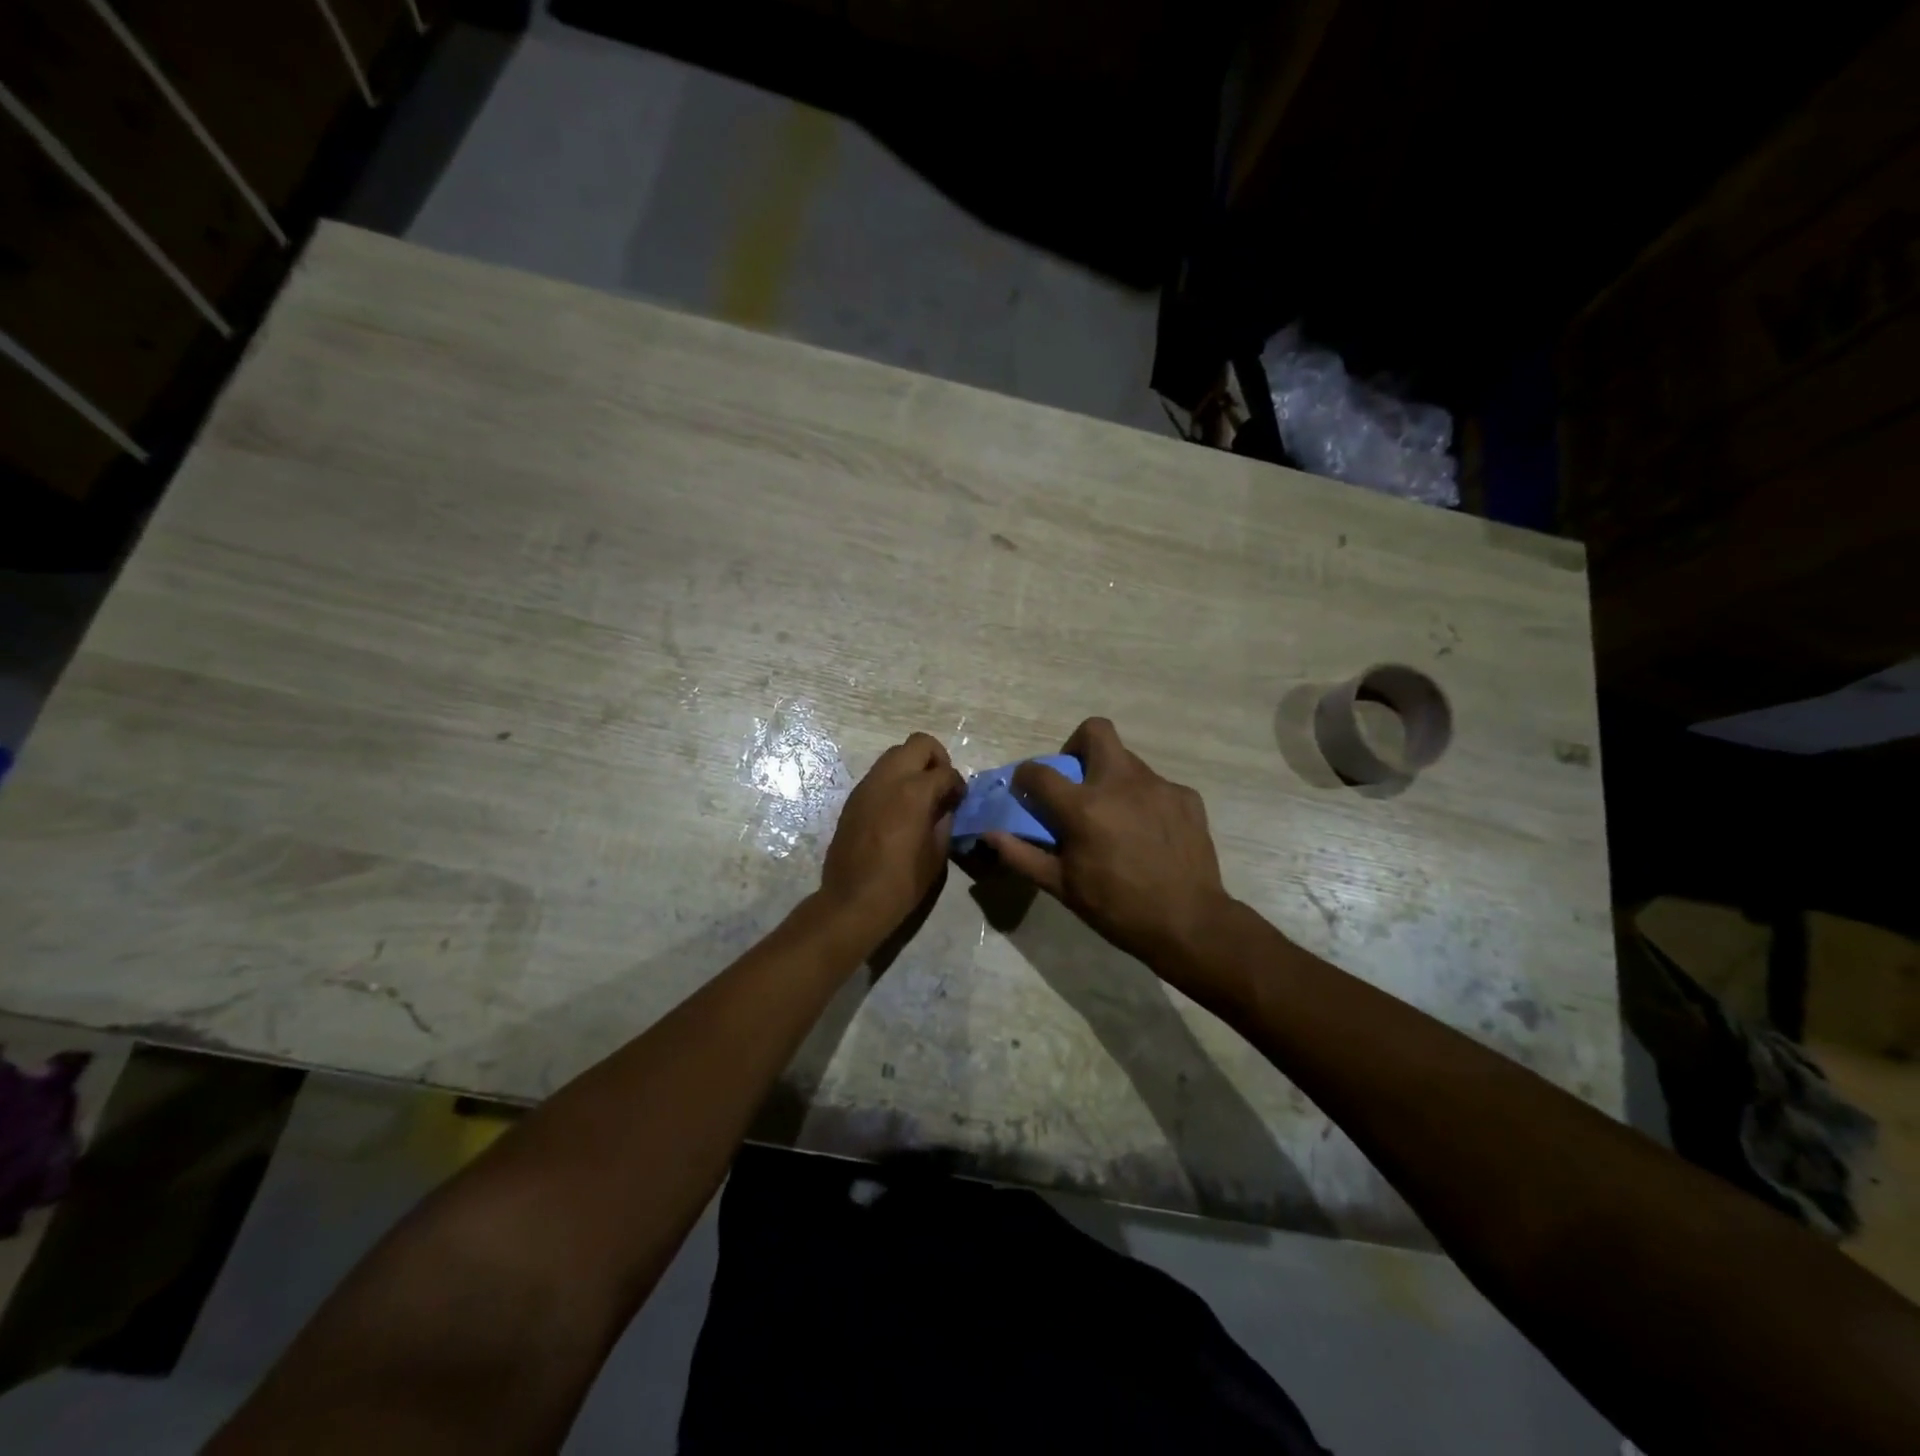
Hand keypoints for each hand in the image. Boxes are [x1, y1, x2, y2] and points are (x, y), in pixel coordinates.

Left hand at [820, 732, 965, 939]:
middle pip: (918, 744)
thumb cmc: (901, 883)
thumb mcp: (936, 854)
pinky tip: (899, 810)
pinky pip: (878, 775)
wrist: (853, 901)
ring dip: (912, 767)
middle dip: (936, 759)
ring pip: (894, 755)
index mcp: (915, 791)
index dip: (958, 785)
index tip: (959, 800)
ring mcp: (867, 786)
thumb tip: (946, 807)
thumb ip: (944, 821)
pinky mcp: (853, 799)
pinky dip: (894, 781)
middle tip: (941, 786)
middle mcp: (889, 779)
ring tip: (920, 797)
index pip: (946, 772)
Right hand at [984, 718, 1232, 969]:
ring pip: (1127, 760)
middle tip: (1077, 780)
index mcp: (1084, 806)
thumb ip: (1022, 855)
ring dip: (1112, 777)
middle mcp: (1120, 783)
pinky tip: (1148, 832)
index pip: (1040, 771)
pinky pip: (1156, 785)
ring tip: (1116, 816)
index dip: (1025, 776)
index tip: (1026, 788)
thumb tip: (990, 835)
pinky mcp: (1186, 796)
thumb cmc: (1117, 908)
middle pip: (1095, 731)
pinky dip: (1144, 799)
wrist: (1189, 923)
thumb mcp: (1062, 887)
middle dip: (1077, 746)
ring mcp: (1158, 786)